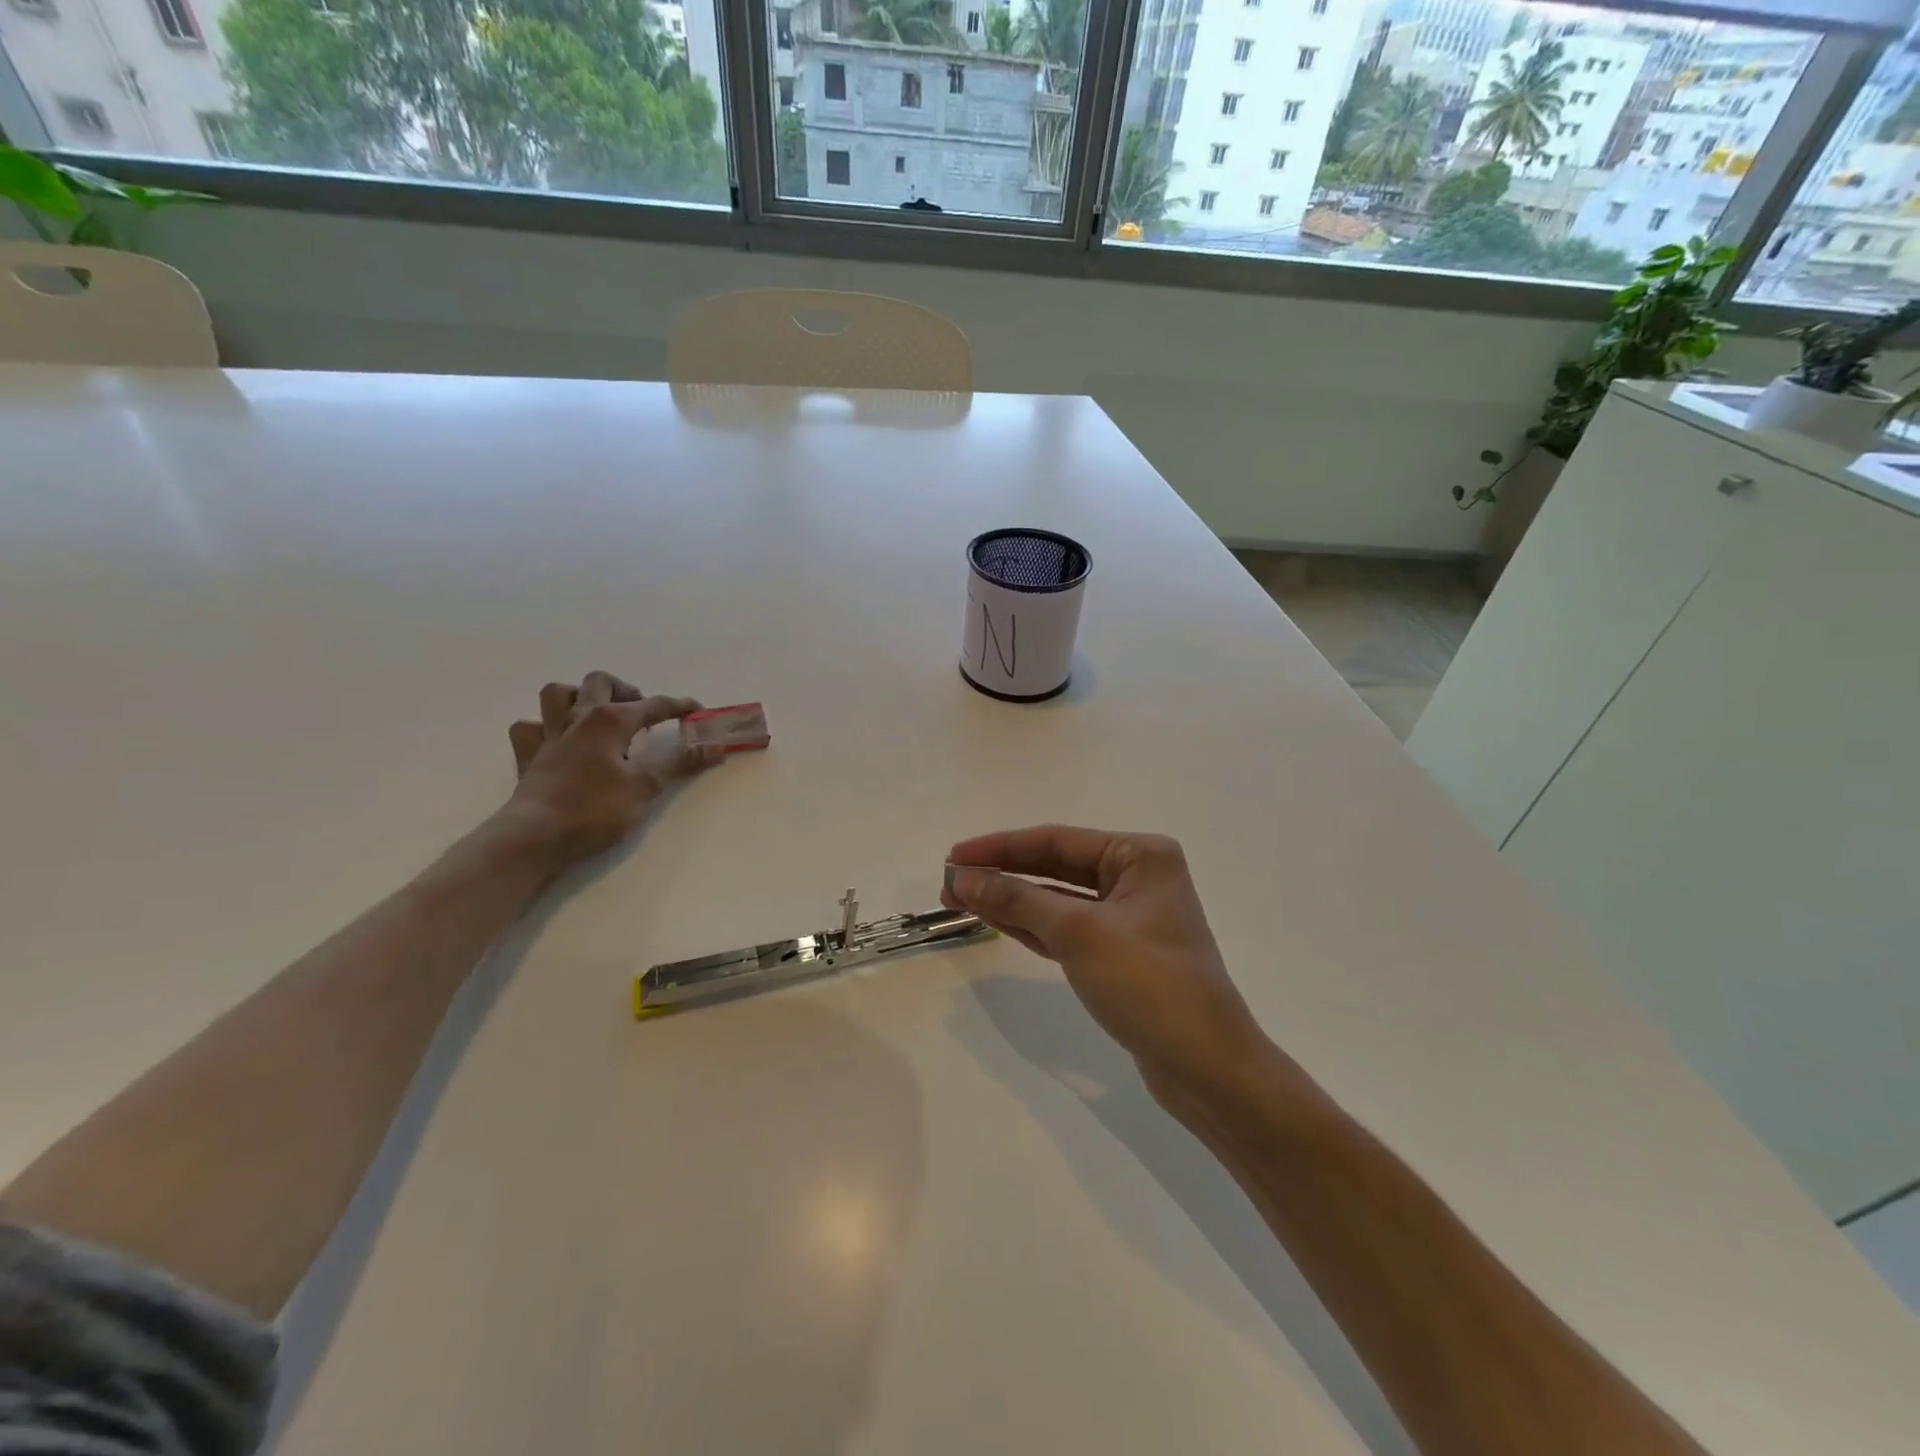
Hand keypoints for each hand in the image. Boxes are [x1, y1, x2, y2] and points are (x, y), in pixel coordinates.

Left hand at [499, 671, 722, 872]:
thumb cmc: (595, 810)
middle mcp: (578, 717)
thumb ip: (680, 763)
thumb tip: (716, 746)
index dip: (678, 706)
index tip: (698, 711)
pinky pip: (530, 728)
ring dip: (580, 696)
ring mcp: (549, 735)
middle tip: (642, 712)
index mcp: (610, 720)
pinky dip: (544, 727)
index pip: (653, 705)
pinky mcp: (528, 757)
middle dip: (625, 690)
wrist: (534, 837)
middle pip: (600, 682)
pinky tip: (557, 740)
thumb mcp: (646, 787)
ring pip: (558, 693)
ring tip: (598, 714)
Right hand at [942, 826, 1267, 1102]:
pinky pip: (1066, 928)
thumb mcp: (1079, 933)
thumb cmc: (1149, 985)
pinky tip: (996, 920)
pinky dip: (1032, 925)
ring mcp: (1129, 917)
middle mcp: (1137, 877)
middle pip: (1055, 866)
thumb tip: (963, 877)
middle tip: (950, 881)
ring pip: (1057, 899)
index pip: (1056, 840)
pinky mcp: (1120, 954)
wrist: (1207, 1069)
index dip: (1000, 847)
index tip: (953, 855)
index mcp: (1141, 855)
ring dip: (1012, 900)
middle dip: (1003, 874)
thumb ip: (1018, 899)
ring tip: (960, 899)